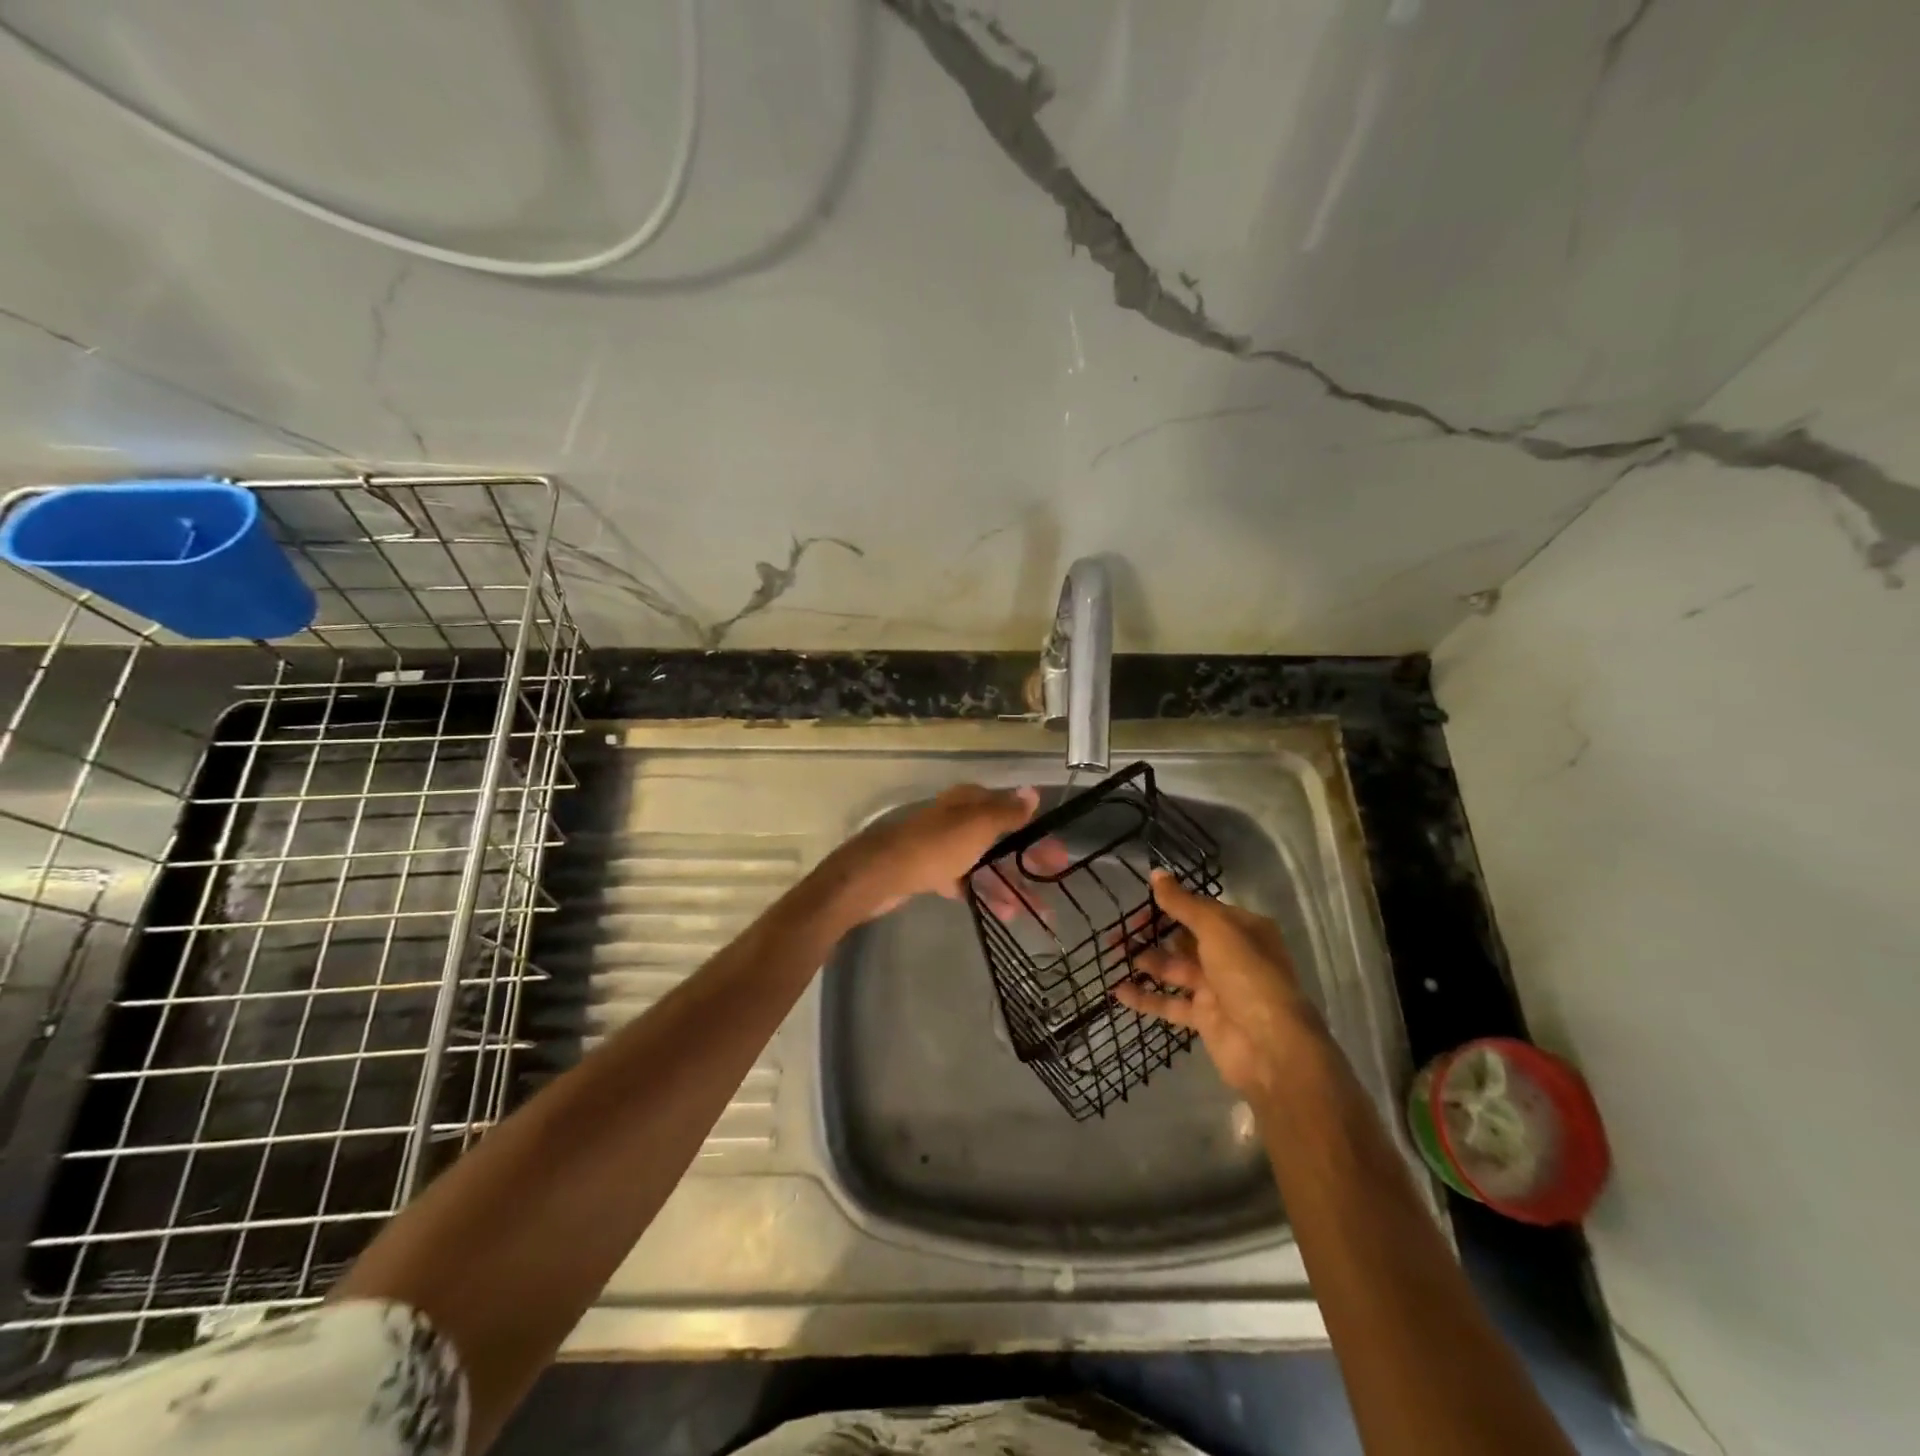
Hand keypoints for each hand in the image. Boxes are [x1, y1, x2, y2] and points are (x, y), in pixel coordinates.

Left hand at [836, 784, 1062, 920]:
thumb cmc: (936, 846)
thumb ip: (1007, 811)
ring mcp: (945, 846)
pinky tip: (1005, 913)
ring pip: (986, 863)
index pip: (1012, 811)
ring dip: (1011, 883)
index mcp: (970, 802)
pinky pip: (968, 881)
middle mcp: (959, 819)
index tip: (1058, 856)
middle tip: (1053, 881)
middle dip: (1028, 860)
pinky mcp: (932, 871)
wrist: (883, 873)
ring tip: (1036, 910)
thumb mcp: (978, 825)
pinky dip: (986, 893)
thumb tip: (1032, 792)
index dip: (1036, 832)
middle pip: (1002, 838)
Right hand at [1114, 869, 1325, 1102]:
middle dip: (1154, 933)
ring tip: (1115, 954)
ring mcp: (1217, 988)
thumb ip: (1183, 903)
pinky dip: (1145, 997)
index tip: (1140, 904)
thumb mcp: (1216, 930)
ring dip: (1147, 961)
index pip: (1202, 910)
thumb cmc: (1248, 976)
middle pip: (1185, 938)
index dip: (1171, 904)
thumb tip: (1156, 874)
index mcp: (1244, 930)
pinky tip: (1118, 990)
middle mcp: (1232, 956)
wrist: (1271, 1047)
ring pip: (1175, 969)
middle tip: (1120, 931)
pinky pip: (1170, 1003)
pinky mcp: (1204, 1018)